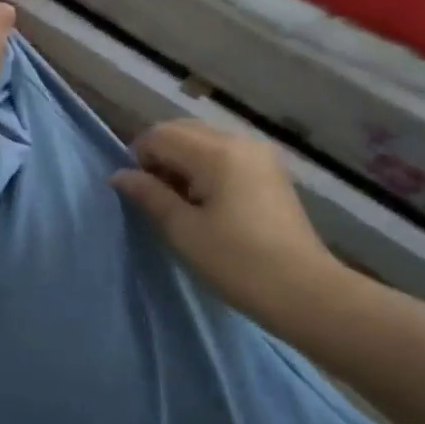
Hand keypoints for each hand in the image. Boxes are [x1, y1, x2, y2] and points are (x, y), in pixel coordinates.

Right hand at [112, 119, 344, 323]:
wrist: (305, 292)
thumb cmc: (237, 263)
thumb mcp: (183, 231)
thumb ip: (149, 195)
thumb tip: (119, 175)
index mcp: (216, 152)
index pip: (160, 135)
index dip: (139, 158)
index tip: (138, 194)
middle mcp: (239, 141)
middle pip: (182, 131)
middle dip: (161, 157)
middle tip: (157, 198)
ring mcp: (259, 154)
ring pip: (204, 141)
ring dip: (183, 163)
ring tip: (182, 205)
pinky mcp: (270, 171)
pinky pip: (225, 155)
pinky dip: (206, 169)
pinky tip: (208, 204)